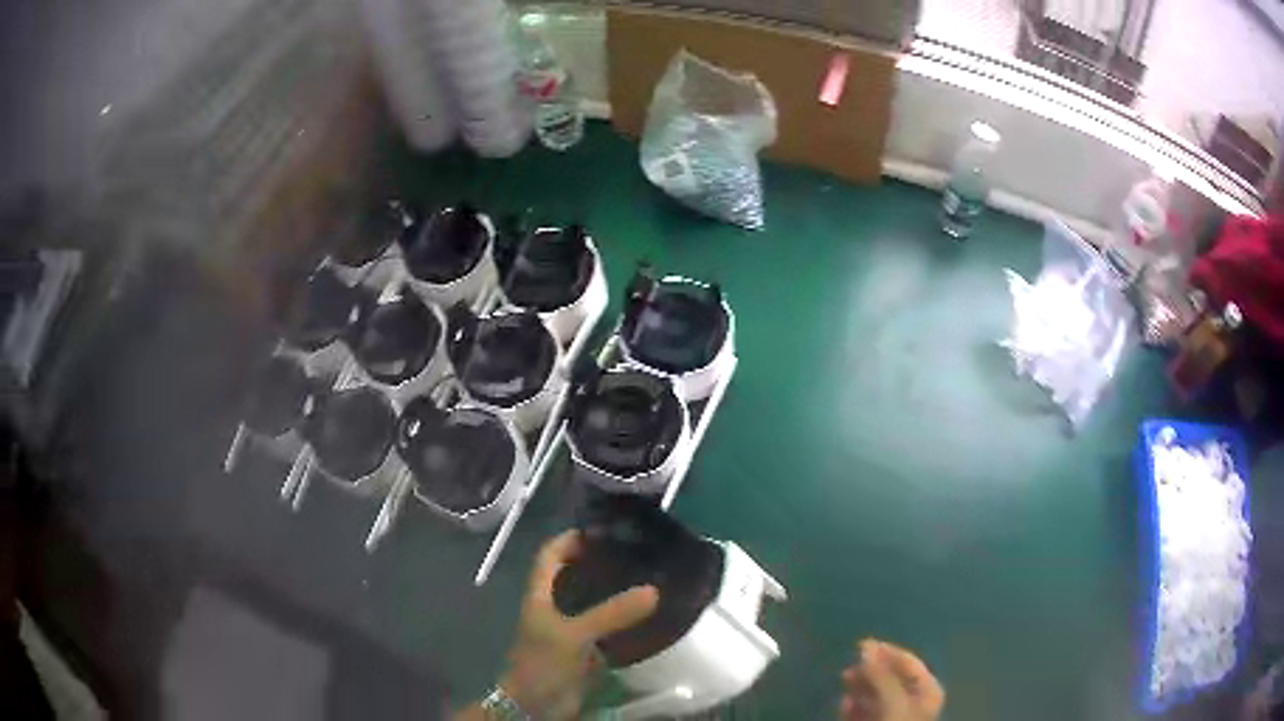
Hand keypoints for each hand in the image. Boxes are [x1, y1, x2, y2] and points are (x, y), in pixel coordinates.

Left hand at [500, 529, 658, 719]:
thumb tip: (654, 590)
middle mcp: (553, 608)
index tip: (603, 529)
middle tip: (635, 552)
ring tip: (648, 577)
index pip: (549, 555)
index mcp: (540, 595)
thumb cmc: (543, 663)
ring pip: (592, 602)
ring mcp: (569, 630)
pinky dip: (623, 621)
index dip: (570, 538)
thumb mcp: (574, 635)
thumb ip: (611, 614)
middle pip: (573, 575)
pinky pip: (606, 629)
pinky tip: (648, 616)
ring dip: (614, 592)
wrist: (536, 706)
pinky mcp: (584, 651)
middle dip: (599, 562)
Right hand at [839, 639, 943, 720]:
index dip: (886, 652)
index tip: (860, 645)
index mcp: (927, 690)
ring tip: (844, 680)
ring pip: (875, 695)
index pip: (909, 663)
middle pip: (891, 678)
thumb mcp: (893, 700)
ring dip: (859, 687)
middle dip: (870, 670)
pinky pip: (864, 713)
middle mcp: (914, 701)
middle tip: (849, 665)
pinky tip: (844, 703)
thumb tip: (865, 647)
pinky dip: (854, 707)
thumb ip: (881, 675)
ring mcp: (894, 717)